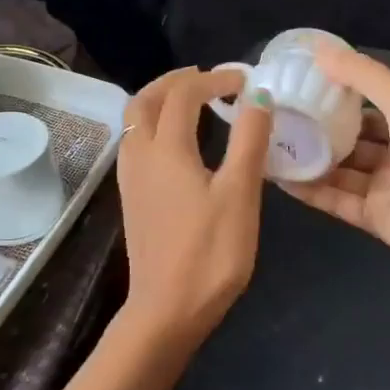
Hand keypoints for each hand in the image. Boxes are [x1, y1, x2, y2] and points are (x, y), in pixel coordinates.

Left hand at [116, 66, 272, 350]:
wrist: (167, 309)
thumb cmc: (211, 253)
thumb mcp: (240, 194)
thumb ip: (249, 139)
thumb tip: (258, 95)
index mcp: (166, 149)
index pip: (184, 94)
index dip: (214, 79)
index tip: (244, 80)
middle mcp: (140, 155)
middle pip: (145, 99)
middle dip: (175, 81)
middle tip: (209, 79)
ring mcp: (130, 178)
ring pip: (134, 120)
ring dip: (159, 100)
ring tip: (191, 102)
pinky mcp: (131, 198)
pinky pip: (135, 142)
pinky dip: (153, 124)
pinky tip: (177, 142)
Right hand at [279, 47, 389, 270]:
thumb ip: (361, 74)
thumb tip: (318, 49)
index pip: (369, 108)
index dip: (338, 98)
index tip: (302, 87)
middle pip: (352, 141)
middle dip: (319, 131)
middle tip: (280, 119)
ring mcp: (384, 189)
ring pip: (339, 172)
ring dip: (310, 161)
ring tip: (272, 147)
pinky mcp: (373, 218)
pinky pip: (335, 201)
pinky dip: (310, 191)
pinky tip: (280, 179)